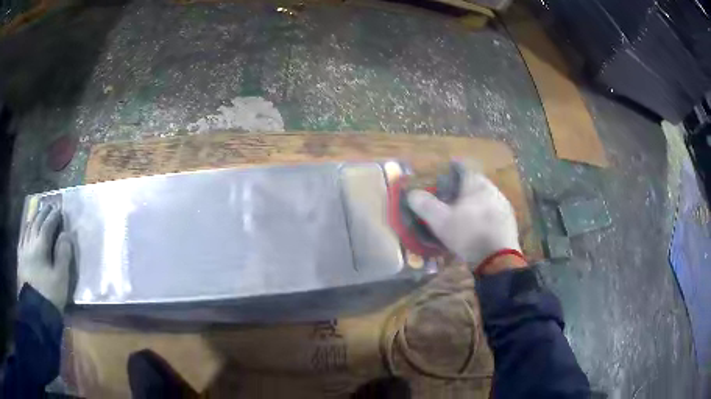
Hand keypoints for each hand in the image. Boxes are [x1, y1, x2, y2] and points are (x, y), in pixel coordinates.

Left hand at [17, 204, 72, 311]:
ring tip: (38, 212)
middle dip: (43, 213)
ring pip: (28, 228)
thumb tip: (67, 234)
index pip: (47, 225)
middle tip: (49, 206)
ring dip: (34, 218)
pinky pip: (22, 237)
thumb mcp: (61, 278)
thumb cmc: (49, 295)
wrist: (35, 312)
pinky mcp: (20, 259)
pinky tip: (26, 229)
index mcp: (41, 246)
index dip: (54, 216)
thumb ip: (63, 255)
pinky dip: (25, 229)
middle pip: (36, 223)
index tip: (60, 209)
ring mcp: (23, 250)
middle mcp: (30, 243)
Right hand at [407, 163, 524, 273]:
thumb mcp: (440, 221)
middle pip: (475, 182)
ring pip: (486, 197)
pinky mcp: (509, 221)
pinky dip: (484, 214)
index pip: (464, 167)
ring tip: (464, 212)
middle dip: (463, 187)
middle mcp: (493, 189)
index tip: (445, 172)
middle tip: (451, 195)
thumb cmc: (468, 234)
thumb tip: (411, 193)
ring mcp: (504, 205)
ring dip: (475, 201)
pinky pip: (493, 211)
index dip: (453, 168)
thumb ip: (425, 205)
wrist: (498, 259)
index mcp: (476, 184)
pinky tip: (478, 226)